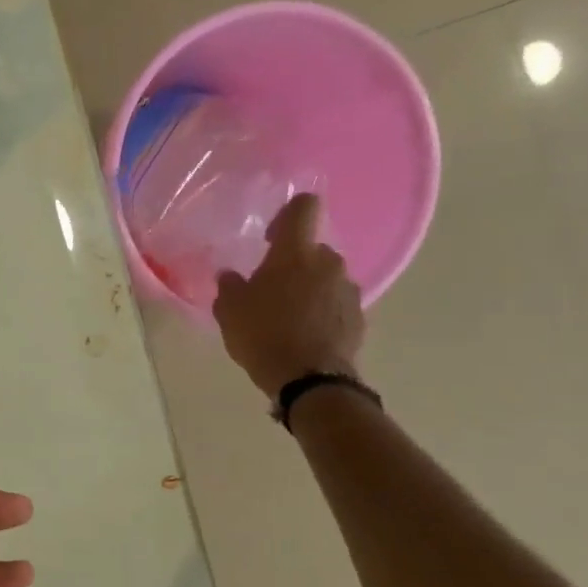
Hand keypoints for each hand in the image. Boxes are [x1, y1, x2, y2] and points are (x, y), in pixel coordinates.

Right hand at [213, 192, 365, 396]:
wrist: (309, 378)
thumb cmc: (262, 334)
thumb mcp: (229, 311)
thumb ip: (229, 286)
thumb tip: (231, 275)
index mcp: (295, 253)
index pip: (304, 207)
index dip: (288, 213)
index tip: (270, 236)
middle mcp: (328, 262)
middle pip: (311, 249)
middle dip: (292, 264)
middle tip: (269, 289)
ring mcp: (348, 289)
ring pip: (325, 277)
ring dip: (308, 288)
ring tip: (287, 316)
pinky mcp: (358, 315)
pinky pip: (335, 302)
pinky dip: (321, 310)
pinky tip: (303, 333)